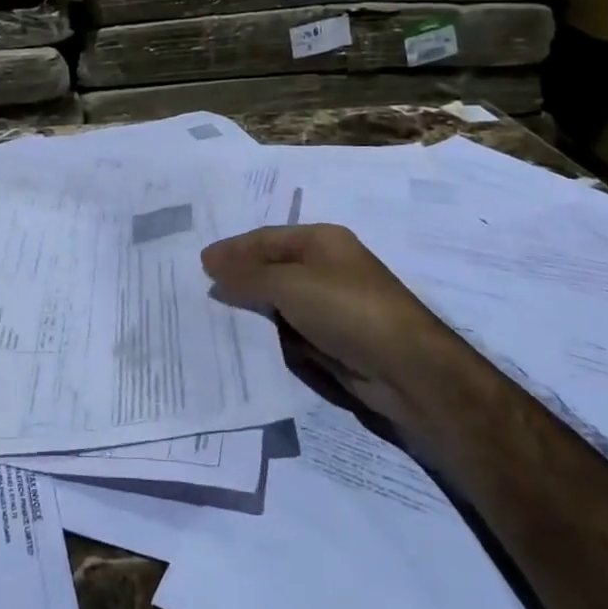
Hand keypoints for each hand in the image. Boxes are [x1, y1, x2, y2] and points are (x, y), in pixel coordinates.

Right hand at [201, 224, 427, 380]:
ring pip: (281, 303)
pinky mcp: (335, 340)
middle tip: (201, 290)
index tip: (200, 263)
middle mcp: (328, 268)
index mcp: (323, 241)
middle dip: (240, 279)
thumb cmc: (347, 309)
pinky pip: (292, 332)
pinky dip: (270, 335)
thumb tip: (212, 269)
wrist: (407, 370)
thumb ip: (248, 276)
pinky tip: (246, 342)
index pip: (267, 238)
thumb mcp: (289, 285)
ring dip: (253, 310)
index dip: (233, 249)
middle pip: (273, 268)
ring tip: (214, 317)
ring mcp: (333, 306)